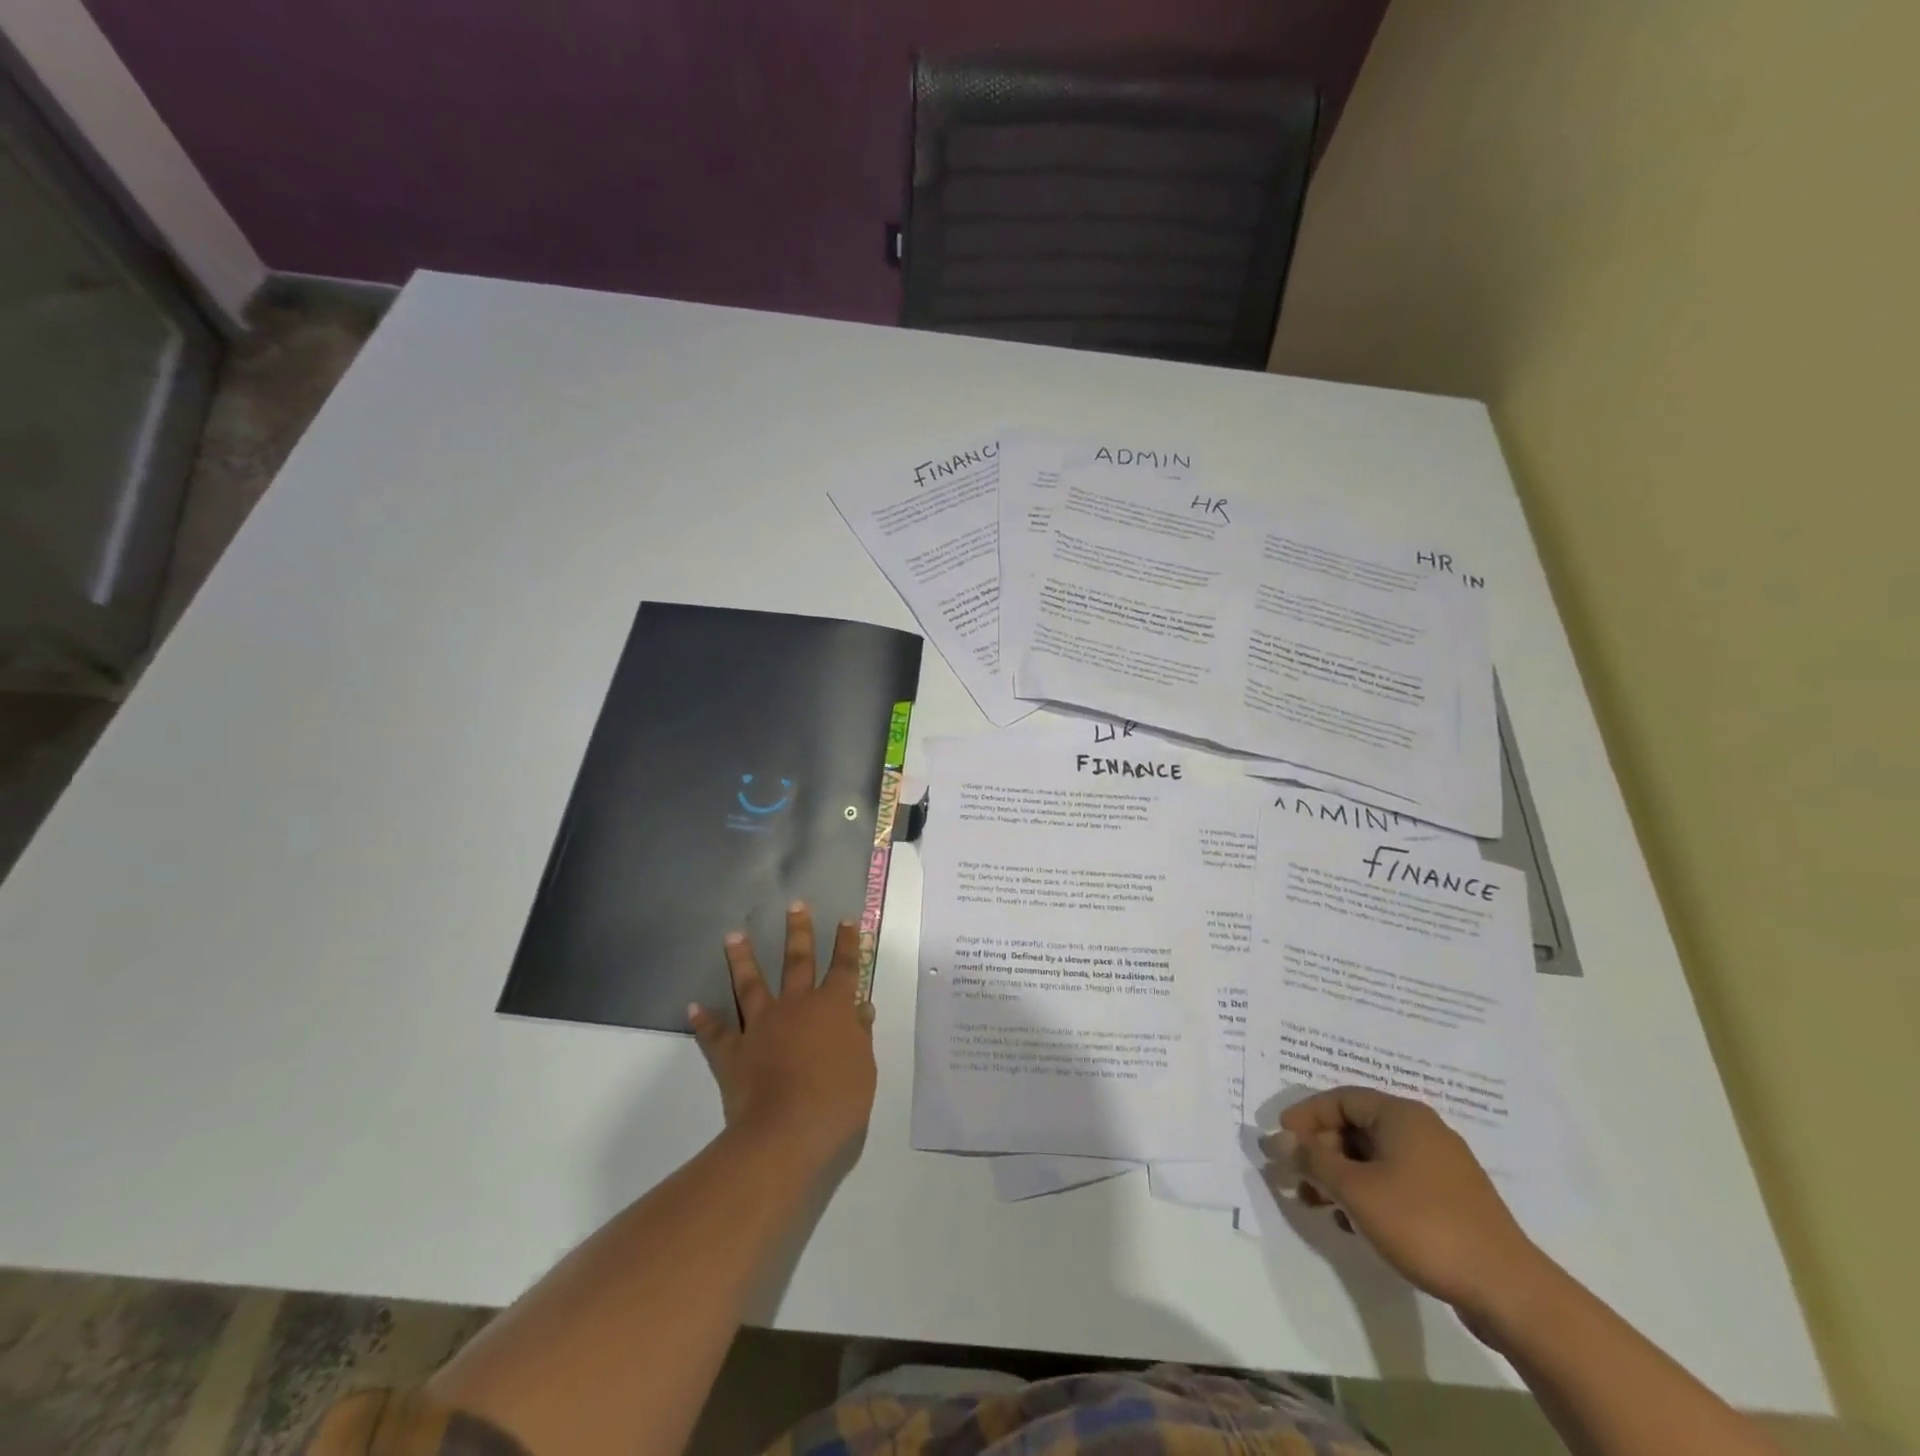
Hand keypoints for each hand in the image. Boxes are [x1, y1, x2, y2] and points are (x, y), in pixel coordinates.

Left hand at [688, 904, 877, 1171]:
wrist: (785, 1133)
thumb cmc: (836, 1101)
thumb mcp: (864, 1069)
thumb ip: (860, 1035)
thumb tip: (861, 1007)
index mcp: (833, 1009)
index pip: (845, 967)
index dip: (848, 943)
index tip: (846, 919)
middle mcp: (796, 1006)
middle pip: (798, 961)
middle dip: (799, 931)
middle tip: (795, 904)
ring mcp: (761, 1026)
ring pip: (750, 984)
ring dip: (742, 958)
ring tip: (733, 935)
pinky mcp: (733, 1051)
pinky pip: (715, 1032)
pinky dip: (704, 1020)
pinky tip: (693, 1006)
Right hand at [1262, 1087, 1552, 1330]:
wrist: (1509, 1292)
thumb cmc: (1424, 1225)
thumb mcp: (1356, 1190)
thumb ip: (1311, 1160)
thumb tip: (1275, 1139)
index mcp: (1401, 1115)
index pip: (1339, 1099)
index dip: (1305, 1116)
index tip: (1281, 1141)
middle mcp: (1422, 1130)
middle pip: (1356, 1128)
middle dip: (1320, 1152)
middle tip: (1296, 1178)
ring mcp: (1440, 1167)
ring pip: (1374, 1158)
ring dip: (1340, 1177)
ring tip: (1318, 1205)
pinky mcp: (1451, 1201)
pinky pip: (1395, 1181)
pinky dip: (1368, 1194)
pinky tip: (1354, 1224)